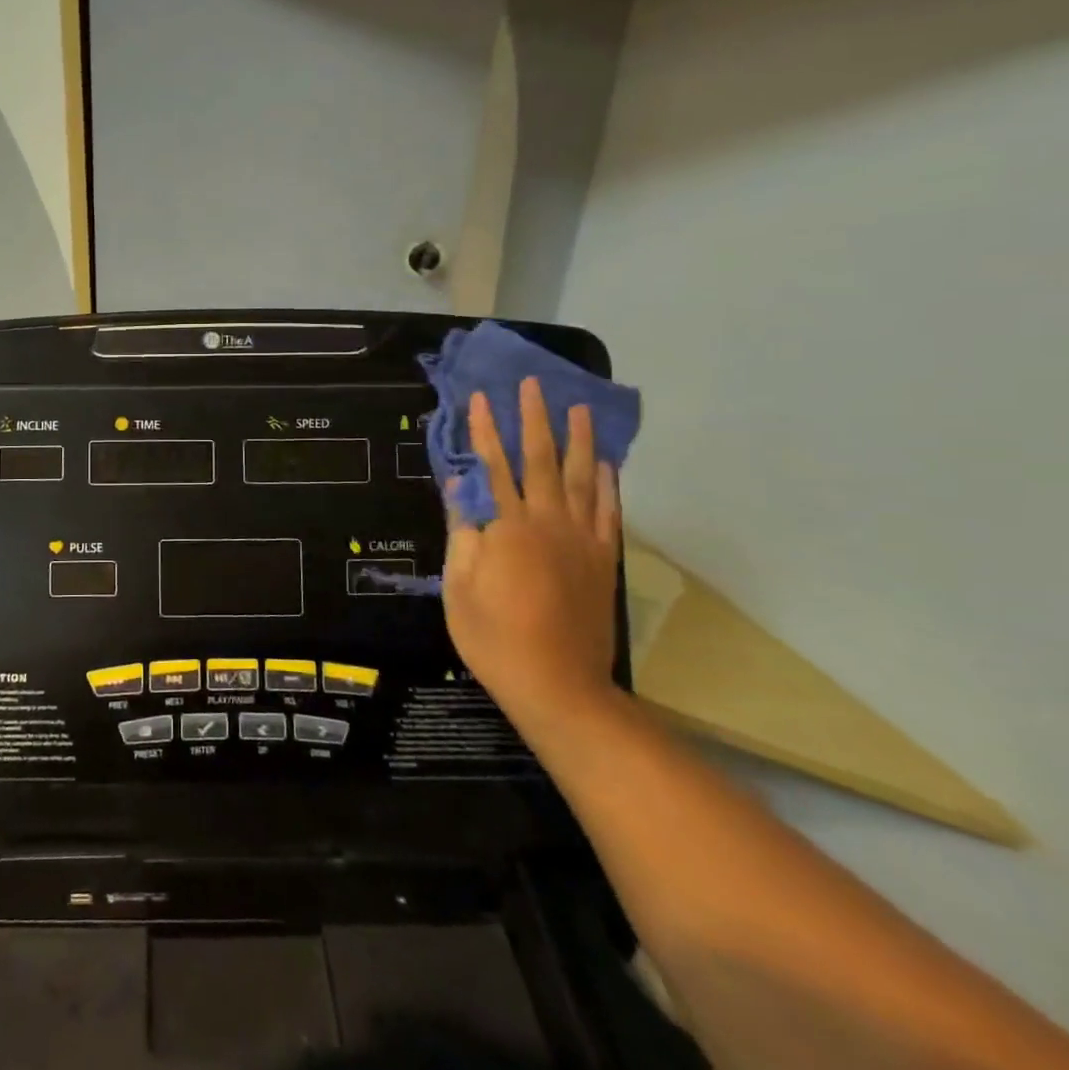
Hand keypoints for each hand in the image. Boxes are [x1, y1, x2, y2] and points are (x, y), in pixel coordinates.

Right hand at [442, 378, 620, 736]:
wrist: (557, 685)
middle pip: (542, 461)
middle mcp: (549, 524)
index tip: (481, 398)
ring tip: (578, 409)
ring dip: (579, 441)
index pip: (494, 467)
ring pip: (583, 479)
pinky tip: (607, 464)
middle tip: (533, 384)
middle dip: (535, 420)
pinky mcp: (602, 561)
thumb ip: (462, 530)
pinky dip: (609, 484)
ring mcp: (582, 541)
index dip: (486, 431)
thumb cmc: (493, 637)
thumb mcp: (459, 586)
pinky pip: (608, 513)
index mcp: (509, 528)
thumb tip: (459, 485)